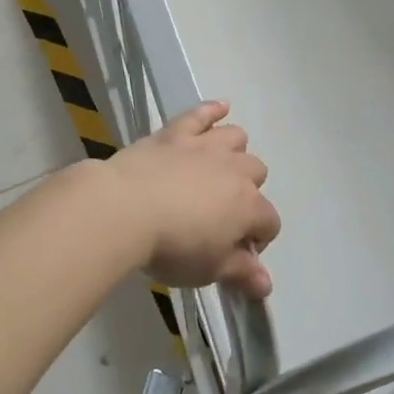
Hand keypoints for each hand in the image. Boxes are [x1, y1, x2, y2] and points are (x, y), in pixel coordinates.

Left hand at [105, 101, 280, 297]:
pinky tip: (220, 107)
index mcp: (248, 206)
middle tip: (221, 214)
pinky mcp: (176, 133)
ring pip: (236, 138)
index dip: (257, 241)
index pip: (269, 223)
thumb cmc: (171, 246)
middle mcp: (235, 170)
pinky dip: (212, 110)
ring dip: (234, 152)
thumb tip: (266, 285)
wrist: (123, 209)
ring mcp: (205, 147)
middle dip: (247, 193)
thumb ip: (241, 274)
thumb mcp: (209, 270)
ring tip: (219, 169)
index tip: (235, 255)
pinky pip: (201, 114)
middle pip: (257, 174)